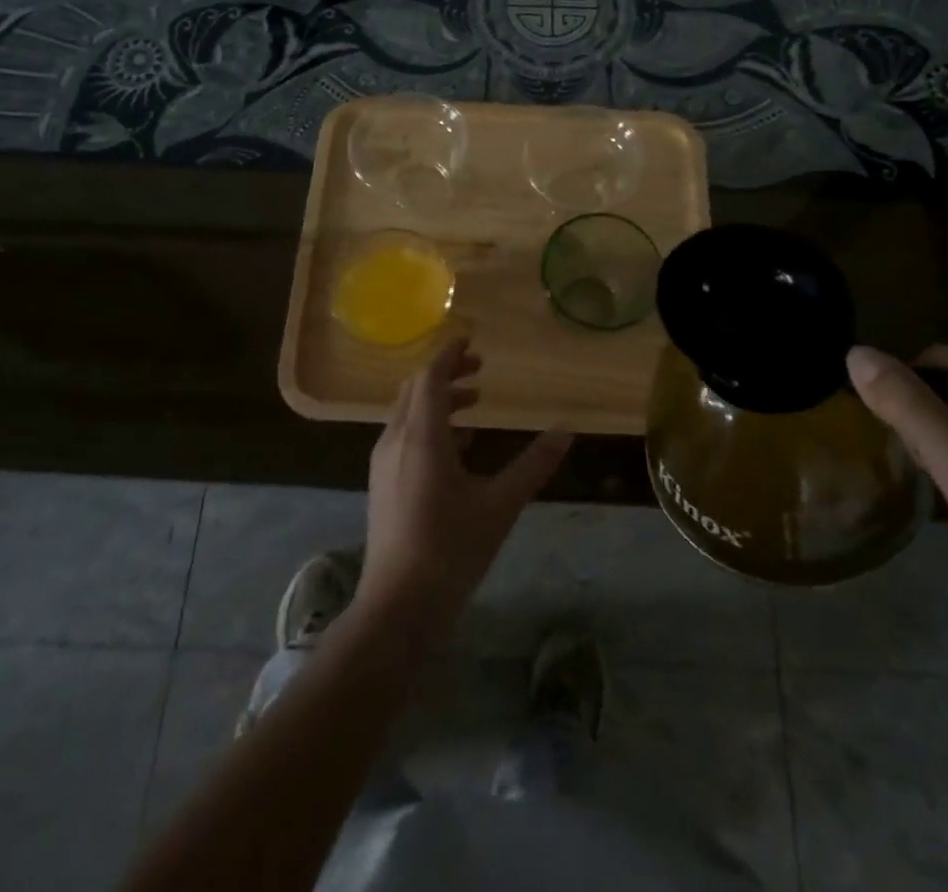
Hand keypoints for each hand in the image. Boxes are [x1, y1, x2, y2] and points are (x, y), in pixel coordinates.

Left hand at [356, 338, 572, 638]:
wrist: (398, 606)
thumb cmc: (451, 549)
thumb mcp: (500, 505)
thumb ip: (533, 465)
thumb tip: (567, 433)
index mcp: (422, 436)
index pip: (430, 376)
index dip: (449, 354)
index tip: (471, 342)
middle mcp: (395, 439)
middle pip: (415, 389)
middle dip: (446, 374)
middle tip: (480, 371)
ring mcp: (382, 462)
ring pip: (407, 412)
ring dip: (437, 400)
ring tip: (474, 405)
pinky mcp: (380, 483)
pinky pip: (402, 434)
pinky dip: (427, 424)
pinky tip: (455, 447)